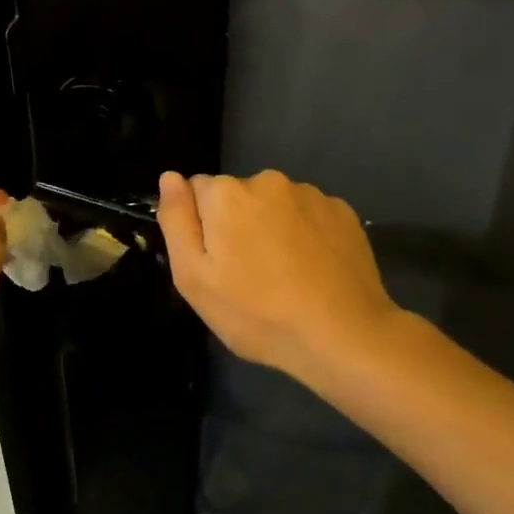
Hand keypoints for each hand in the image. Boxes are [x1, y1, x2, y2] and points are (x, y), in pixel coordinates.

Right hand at [157, 169, 402, 389]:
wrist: (344, 336)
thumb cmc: (257, 313)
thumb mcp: (193, 278)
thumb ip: (176, 220)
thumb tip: (170, 177)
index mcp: (226, 194)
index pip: (197, 191)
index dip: (201, 226)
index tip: (215, 262)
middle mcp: (267, 180)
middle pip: (237, 195)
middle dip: (237, 223)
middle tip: (248, 274)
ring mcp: (310, 194)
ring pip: (274, 204)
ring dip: (272, 227)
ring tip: (284, 275)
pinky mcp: (342, 212)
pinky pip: (309, 215)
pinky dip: (305, 234)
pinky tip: (313, 270)